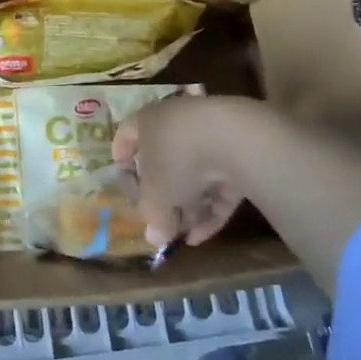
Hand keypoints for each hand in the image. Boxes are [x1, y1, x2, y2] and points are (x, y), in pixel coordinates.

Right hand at [112, 95, 269, 248]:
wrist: (234, 139)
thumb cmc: (177, 159)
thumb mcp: (156, 194)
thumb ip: (152, 216)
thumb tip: (154, 238)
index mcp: (148, 121)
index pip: (126, 136)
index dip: (121, 159)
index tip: (123, 181)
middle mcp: (177, 123)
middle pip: (165, 160)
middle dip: (163, 194)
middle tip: (160, 221)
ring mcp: (211, 135)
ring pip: (195, 173)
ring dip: (188, 205)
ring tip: (183, 235)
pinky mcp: (239, 151)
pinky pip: (219, 180)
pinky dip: (211, 206)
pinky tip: (203, 235)